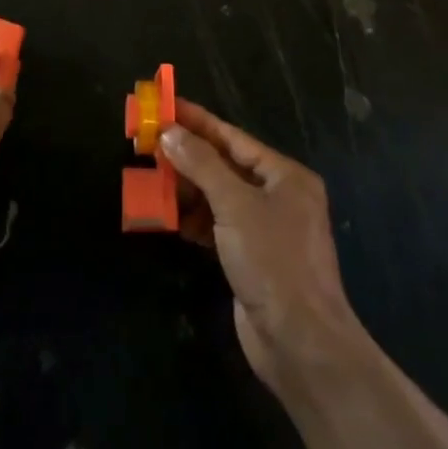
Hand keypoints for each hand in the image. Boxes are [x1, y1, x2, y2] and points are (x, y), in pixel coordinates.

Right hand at [162, 100, 365, 395]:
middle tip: (147, 142)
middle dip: (187, 156)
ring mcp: (264, 229)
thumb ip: (201, 164)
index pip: (233, 138)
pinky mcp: (250, 257)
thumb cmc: (273, 261)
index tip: (165, 106)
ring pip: (218, 196)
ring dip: (186, 188)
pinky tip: (169, 216)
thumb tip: (169, 132)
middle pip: (224, 165)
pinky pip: (216, 225)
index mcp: (285, 176)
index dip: (197, 121)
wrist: (300, 342)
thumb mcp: (235, 204)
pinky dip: (194, 219)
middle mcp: (277, 196)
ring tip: (150, 176)